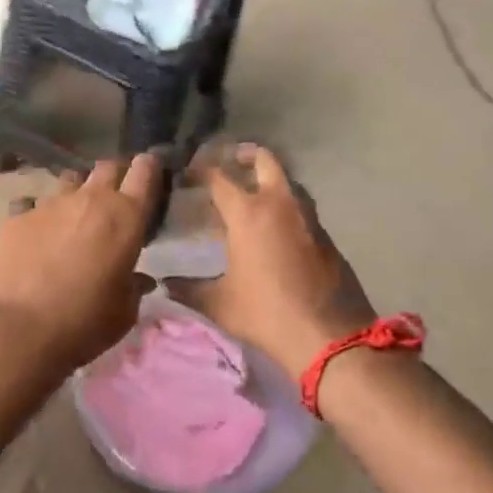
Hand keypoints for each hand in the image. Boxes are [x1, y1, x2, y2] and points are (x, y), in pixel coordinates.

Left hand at [0, 154, 162, 374]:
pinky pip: (32, 203)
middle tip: (114, 198)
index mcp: (125, 218)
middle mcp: (89, 200)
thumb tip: (139, 280)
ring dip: (76, 193)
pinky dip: (39, 214)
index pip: (144, 172)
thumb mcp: (123, 312)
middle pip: (107, 168)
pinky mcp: (16, 216)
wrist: (19, 329)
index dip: (148, 168)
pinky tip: (35, 234)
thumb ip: (134, 287)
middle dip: (114, 176)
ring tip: (72, 216)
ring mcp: (49, 204)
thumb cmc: (84, 322)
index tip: (149, 172)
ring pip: (69, 181)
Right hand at [168, 144, 375, 374]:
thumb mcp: (218, 303)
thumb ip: (187, 288)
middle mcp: (280, 204)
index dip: (199, 170)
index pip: (218, 177)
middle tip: (228, 162)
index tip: (186, 174)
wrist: (328, 337)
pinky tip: (271, 229)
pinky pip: (301, 208)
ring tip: (249, 196)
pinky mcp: (325, 236)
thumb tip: (164, 284)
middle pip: (265, 160)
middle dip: (244, 155)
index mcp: (248, 212)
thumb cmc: (266, 313)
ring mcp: (308, 217)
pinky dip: (284, 206)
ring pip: (288, 182)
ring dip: (268, 180)